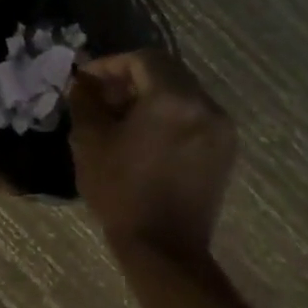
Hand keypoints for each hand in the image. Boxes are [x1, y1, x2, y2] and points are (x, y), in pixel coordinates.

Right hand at [69, 50, 236, 260]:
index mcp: (173, 98)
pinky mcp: (224, 151)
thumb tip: (82, 82)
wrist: (164, 248)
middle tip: (101, 97)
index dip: (110, 64)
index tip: (86, 81)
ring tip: (120, 118)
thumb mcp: (90, 140)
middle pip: (166, 72)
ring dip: (149, 96)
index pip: (142, 59)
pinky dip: (168, 115)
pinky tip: (145, 136)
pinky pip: (193, 115)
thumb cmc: (121, 190)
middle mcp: (205, 105)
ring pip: (181, 93)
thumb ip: (85, 100)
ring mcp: (220, 129)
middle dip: (130, 78)